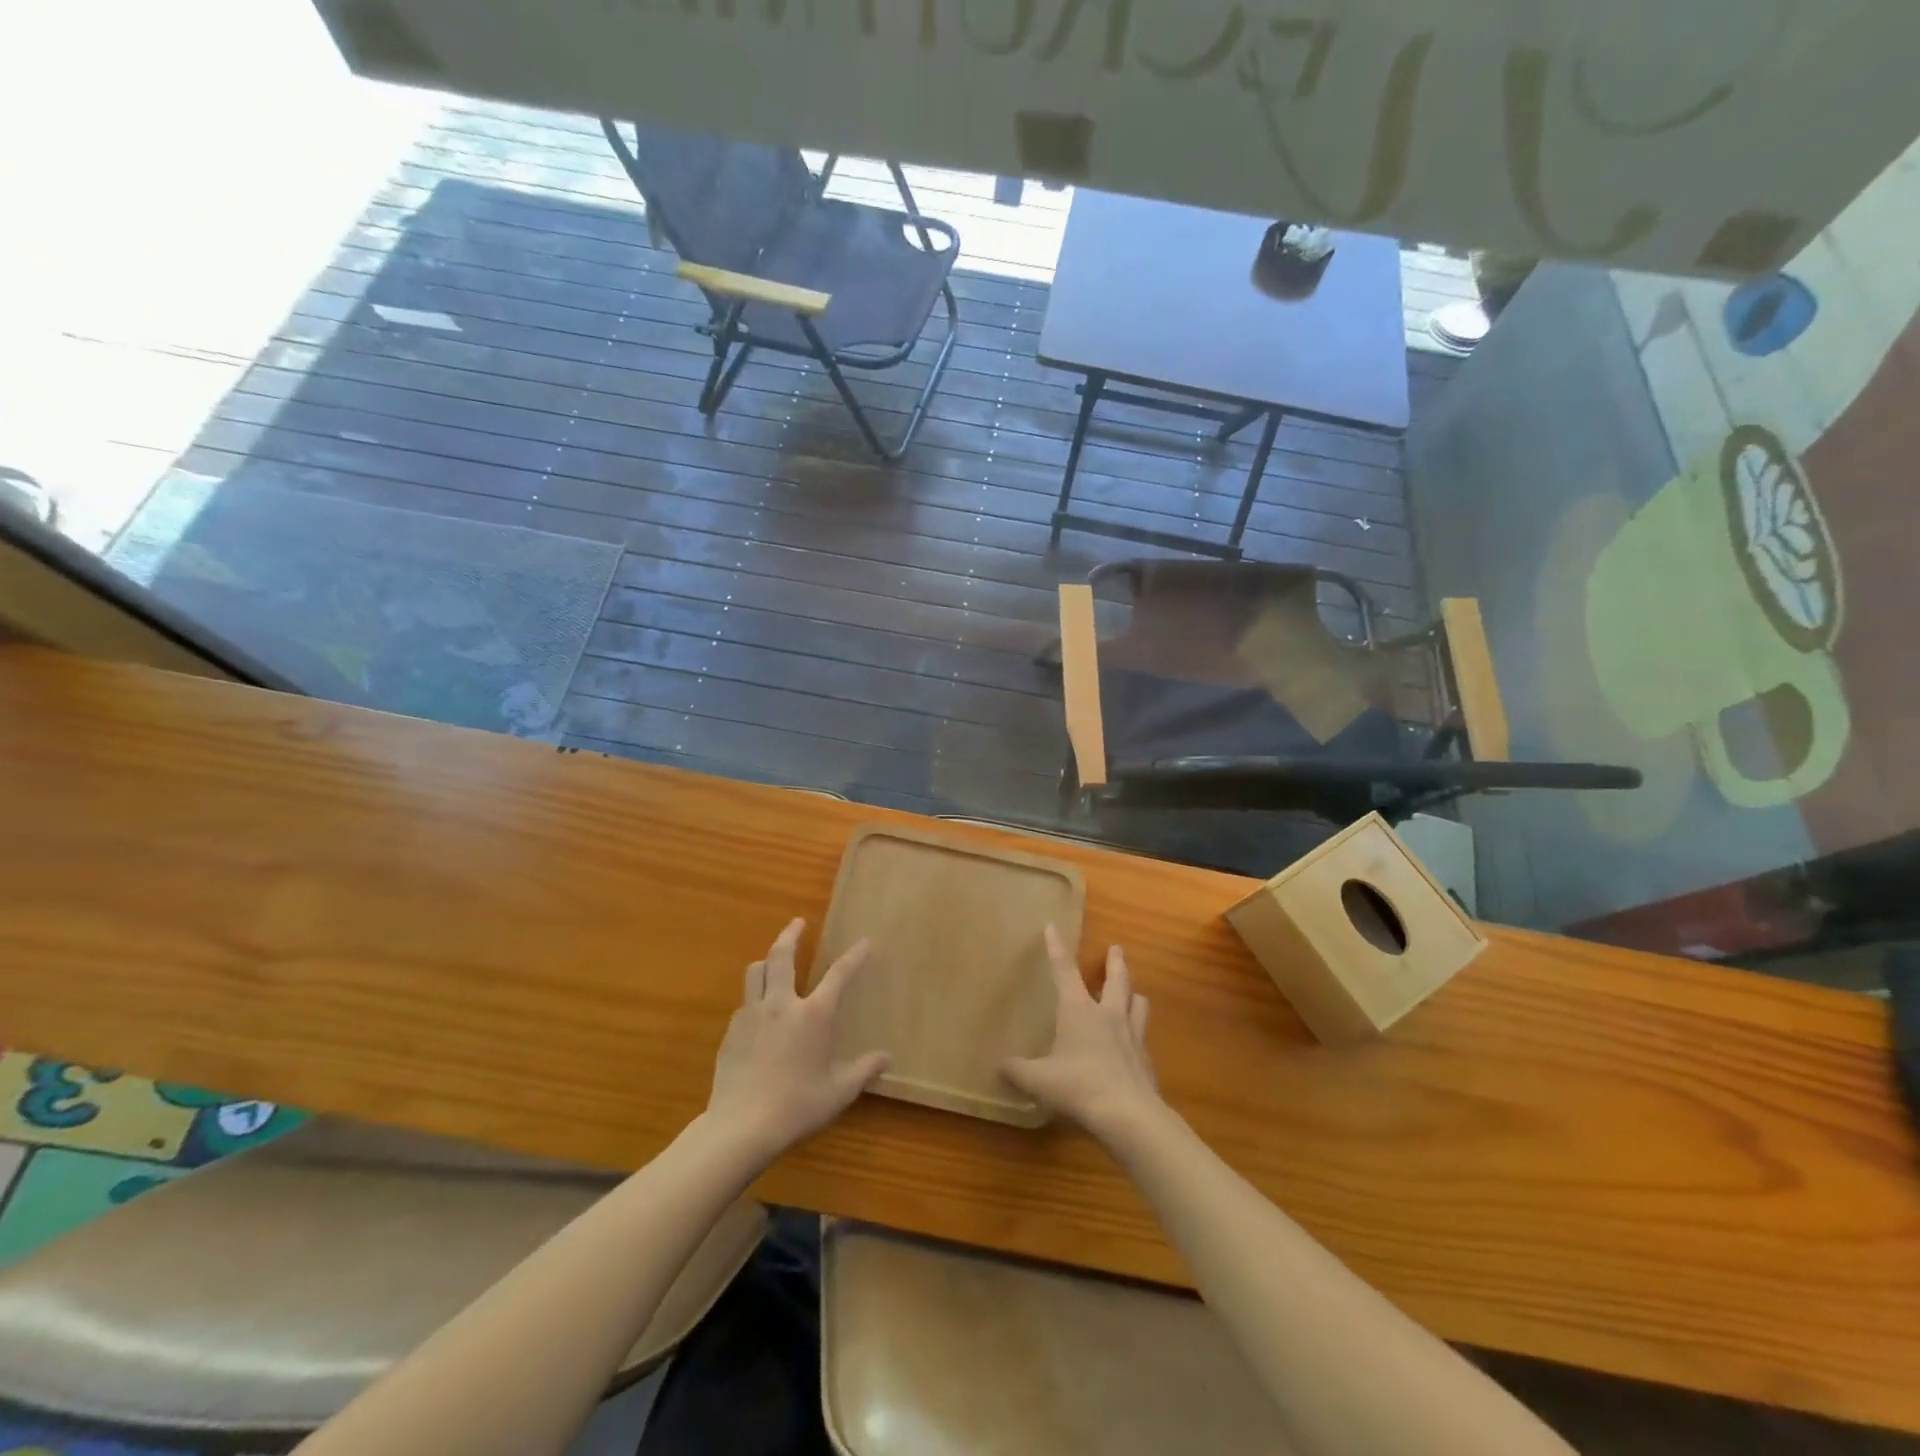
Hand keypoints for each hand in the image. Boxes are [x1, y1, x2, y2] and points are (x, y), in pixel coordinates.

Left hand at [706, 918, 889, 1158]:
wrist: (741, 1126)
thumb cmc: (797, 1107)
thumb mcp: (839, 1092)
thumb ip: (863, 1070)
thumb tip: (886, 1058)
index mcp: (813, 1015)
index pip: (838, 975)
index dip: (854, 956)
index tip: (864, 942)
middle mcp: (781, 1004)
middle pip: (782, 955)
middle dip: (791, 934)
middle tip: (798, 922)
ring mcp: (752, 1014)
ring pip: (756, 971)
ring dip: (767, 960)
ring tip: (773, 960)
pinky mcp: (731, 1031)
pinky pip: (744, 1002)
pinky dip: (755, 996)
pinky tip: (759, 1012)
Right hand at [1003, 926, 1163, 1144]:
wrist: (1129, 1115)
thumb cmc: (1079, 1087)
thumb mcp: (1039, 1080)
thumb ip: (1017, 1071)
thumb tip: (999, 1065)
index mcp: (1079, 1010)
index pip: (1064, 970)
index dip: (1056, 948)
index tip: (1052, 926)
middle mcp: (1108, 1015)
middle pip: (1116, 979)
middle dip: (1115, 962)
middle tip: (1117, 948)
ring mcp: (1132, 1036)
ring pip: (1137, 1004)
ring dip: (1134, 994)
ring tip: (1135, 992)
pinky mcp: (1146, 1060)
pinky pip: (1143, 1037)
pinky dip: (1138, 1033)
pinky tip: (1135, 1043)